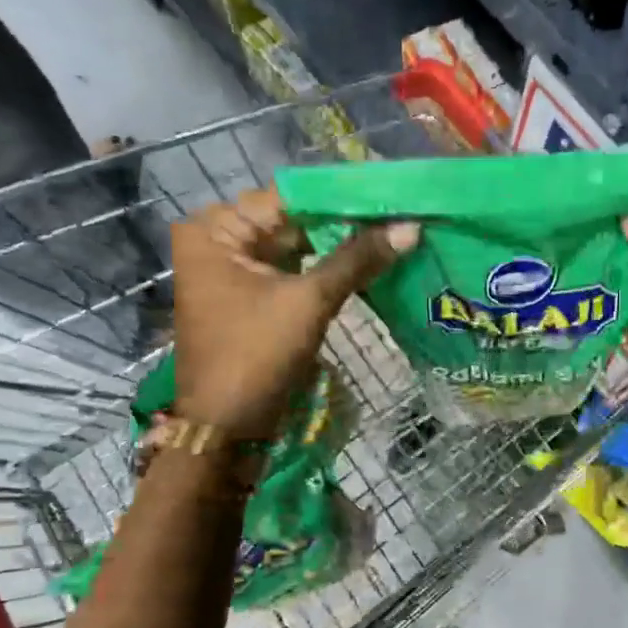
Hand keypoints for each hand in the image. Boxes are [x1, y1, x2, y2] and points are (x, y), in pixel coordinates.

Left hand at [169, 189, 417, 440]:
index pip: (289, 198)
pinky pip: (294, 272)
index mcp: (215, 230)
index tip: (392, 197)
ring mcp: (233, 271)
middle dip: (344, 223)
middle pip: (293, 221)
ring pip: (297, 247)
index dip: (342, 198)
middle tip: (400, 216)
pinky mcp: (251, 298)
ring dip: (340, 247)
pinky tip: (369, 264)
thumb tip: (412, 227)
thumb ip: (357, 259)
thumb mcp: (309, 302)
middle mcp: (218, 241)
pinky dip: (327, 270)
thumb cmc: (256, 357)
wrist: (226, 430)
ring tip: (393, 235)